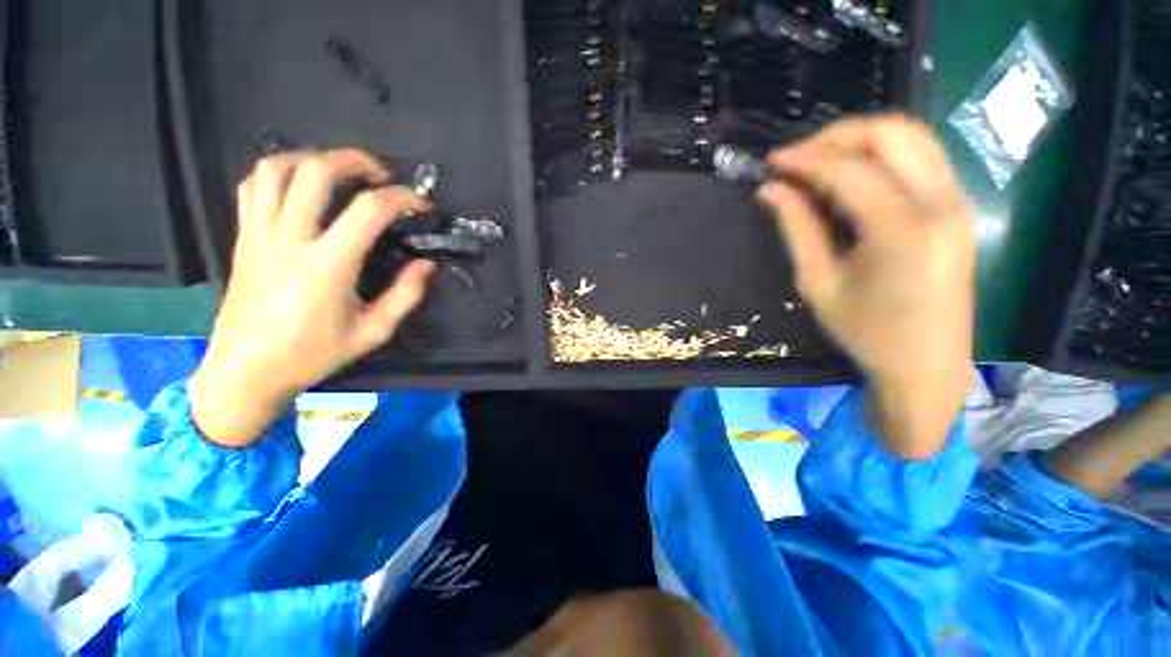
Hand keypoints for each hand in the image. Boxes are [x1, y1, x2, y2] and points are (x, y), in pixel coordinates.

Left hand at [189, 149, 436, 447]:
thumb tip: (426, 265)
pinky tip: (299, 183)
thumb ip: (405, 295)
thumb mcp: (373, 332)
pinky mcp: (242, 238)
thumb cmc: (313, 354)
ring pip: (276, 168)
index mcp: (328, 265)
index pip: (369, 210)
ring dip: (313, 157)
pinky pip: (253, 187)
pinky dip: (278, 171)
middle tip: (380, 172)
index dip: (402, 198)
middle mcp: (290, 239)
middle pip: (317, 172)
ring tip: (339, 168)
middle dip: (354, 160)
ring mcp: (259, 234)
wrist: (246, 371)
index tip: (421, 205)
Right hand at [759, 116, 975, 458]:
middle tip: (796, 158)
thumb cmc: (866, 332)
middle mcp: (940, 205)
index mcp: (903, 231)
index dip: (805, 158)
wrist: (927, 364)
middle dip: (837, 135)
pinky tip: (851, 174)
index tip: (771, 162)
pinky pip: (921, 156)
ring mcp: (957, 202)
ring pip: (912, 136)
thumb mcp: (818, 283)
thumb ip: (797, 229)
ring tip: (818, 162)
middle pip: (893, 133)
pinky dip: (881, 153)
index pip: (850, 169)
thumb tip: (770, 191)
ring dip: (860, 139)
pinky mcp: (957, 207)